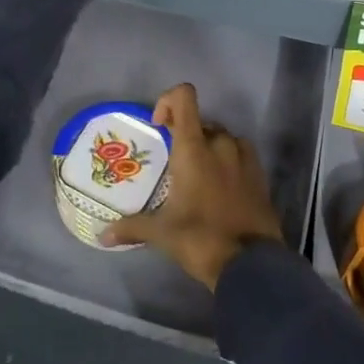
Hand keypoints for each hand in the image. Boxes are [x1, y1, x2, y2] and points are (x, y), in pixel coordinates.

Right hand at [99, 83, 285, 289]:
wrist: (252, 266)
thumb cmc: (201, 239)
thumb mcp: (162, 233)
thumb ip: (132, 227)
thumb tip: (103, 235)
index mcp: (194, 147)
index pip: (184, 97)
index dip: (168, 101)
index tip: (158, 125)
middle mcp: (220, 143)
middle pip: (200, 122)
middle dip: (186, 136)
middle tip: (175, 165)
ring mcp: (244, 157)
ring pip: (222, 138)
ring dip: (209, 148)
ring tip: (199, 178)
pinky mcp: (260, 174)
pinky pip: (241, 154)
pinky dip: (229, 162)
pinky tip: (221, 189)